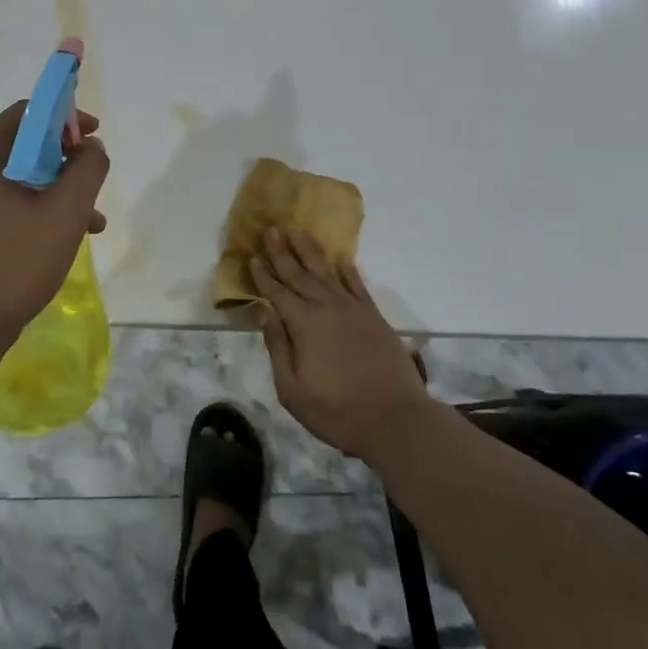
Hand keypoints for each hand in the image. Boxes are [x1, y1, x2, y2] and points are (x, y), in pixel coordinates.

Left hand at [0, 102, 109, 356]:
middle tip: (92, 185)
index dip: (64, 117)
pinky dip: (33, 213)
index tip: (93, 139)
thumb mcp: (65, 214)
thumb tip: (90, 147)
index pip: (25, 114)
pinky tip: (58, 241)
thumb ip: (87, 170)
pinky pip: (1, 207)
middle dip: (65, 162)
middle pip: (21, 148)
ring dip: (54, 193)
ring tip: (90, 223)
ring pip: (15, 182)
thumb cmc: (13, 266)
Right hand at [249, 230, 430, 458]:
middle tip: (271, 230)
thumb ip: (277, 347)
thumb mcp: (293, 390)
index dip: (263, 275)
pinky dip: (348, 271)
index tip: (252, 256)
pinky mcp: (374, 317)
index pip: (277, 293)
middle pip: (299, 274)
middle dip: (282, 252)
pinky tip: (341, 260)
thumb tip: (263, 312)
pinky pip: (358, 285)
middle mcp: (327, 308)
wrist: (395, 419)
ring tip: (298, 231)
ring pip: (327, 272)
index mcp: (304, 325)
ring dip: (310, 252)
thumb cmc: (337, 411)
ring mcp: (353, 310)